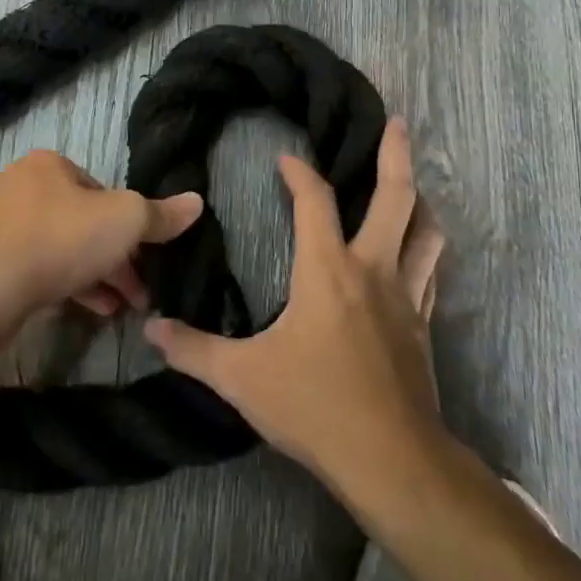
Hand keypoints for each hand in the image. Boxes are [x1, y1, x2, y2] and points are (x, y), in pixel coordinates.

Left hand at [0, 149, 203, 337]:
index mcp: (49, 165)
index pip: (102, 191)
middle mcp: (20, 187)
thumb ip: (160, 215)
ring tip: (121, 309)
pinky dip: (65, 287)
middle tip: (139, 293)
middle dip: (116, 258)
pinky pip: (36, 270)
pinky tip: (86, 311)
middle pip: (83, 222)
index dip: (129, 225)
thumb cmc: (58, 241)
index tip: (146, 258)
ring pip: (61, 249)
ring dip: (95, 277)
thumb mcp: (124, 222)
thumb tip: (196, 202)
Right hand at [144, 117, 447, 491]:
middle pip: (396, 198)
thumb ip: (194, 350)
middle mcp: (372, 270)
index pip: (314, 201)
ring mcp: (406, 297)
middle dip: (395, 155)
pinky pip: (430, 273)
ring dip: (420, 203)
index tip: (286, 159)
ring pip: (425, 232)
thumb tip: (151, 329)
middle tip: (396, 122)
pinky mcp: (423, 326)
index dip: (298, 173)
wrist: (392, 459)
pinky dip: (424, 252)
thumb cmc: (315, 406)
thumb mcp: (242, 378)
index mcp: (327, 270)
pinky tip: (418, 255)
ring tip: (414, 186)